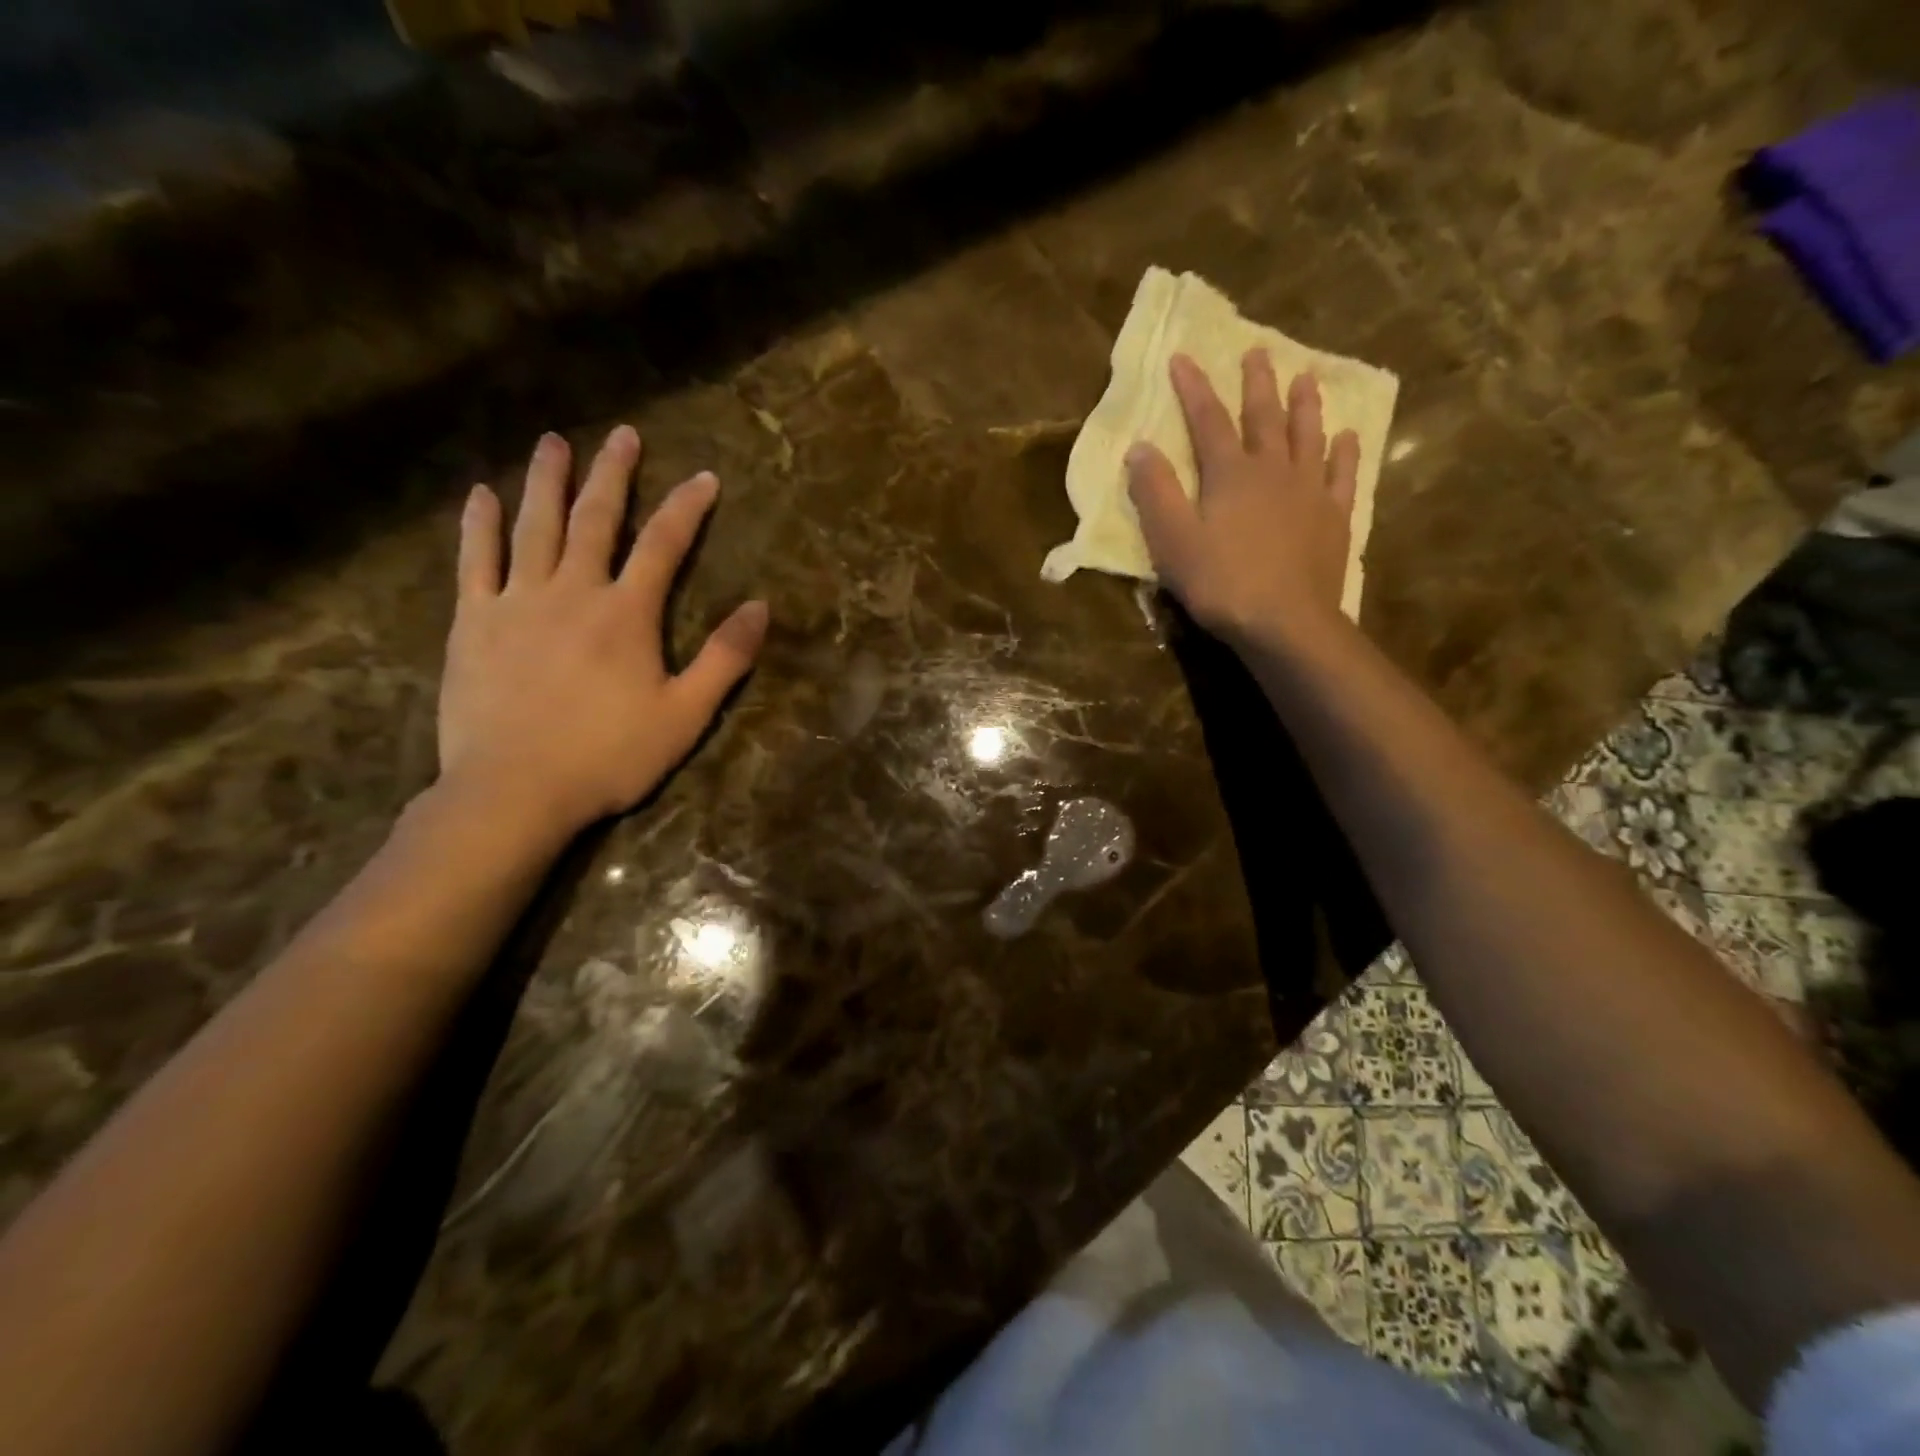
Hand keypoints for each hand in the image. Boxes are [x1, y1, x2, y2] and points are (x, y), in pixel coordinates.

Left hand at [436, 425, 767, 841]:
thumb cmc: (609, 756)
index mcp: (627, 613)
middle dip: (613, 474)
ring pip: (534, 527)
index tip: (705, 478)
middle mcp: (573, 591)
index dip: (687, 508)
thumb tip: (759, 607)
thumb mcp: (685, 714)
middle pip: (595, 519)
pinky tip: (481, 494)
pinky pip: (475, 560)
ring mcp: (516, 602)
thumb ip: (724, 658)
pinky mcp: (473, 622)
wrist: (514, 790)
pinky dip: (479, 524)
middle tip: (623, 435)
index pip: (663, 545)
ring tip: (553, 442)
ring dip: (546, 481)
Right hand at [1126, 350, 1360, 648]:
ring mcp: (1309, 492)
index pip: (1208, 420)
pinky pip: (1342, 475)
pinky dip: (1345, 453)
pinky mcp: (1334, 518)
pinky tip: (1347, 437)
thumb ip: (1155, 492)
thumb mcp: (1172, 540)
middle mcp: (1273, 470)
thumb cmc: (1220, 582)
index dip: (1193, 388)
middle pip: (1264, 417)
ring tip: (1305, 377)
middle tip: (1258, 352)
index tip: (1183, 357)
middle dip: (1257, 384)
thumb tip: (1139, 447)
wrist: (1284, 622)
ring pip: (1308, 436)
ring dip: (1304, 405)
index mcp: (1230, 474)